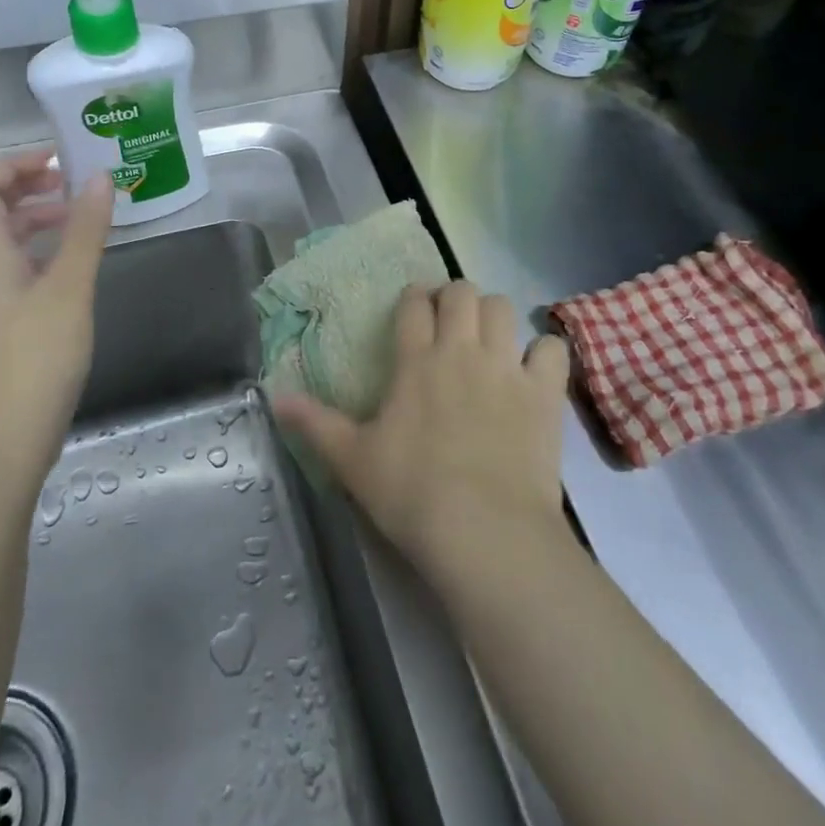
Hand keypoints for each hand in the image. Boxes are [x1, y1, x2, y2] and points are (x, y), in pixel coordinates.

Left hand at [0, 153, 112, 460]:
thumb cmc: (37, 353)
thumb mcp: (70, 286)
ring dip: (33, 214)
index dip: (13, 164)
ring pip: (0, 236)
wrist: (7, 428)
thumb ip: (85, 230)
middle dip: (24, 184)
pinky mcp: (0, 316)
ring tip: (77, 213)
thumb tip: (100, 177)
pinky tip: (71, 257)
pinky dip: (38, 245)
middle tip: (69, 181)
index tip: (58, 158)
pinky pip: (12, 262)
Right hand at [270, 281, 571, 585]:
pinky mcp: (544, 393)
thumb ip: (315, 423)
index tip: (413, 310)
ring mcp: (507, 367)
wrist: (485, 533)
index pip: (414, 303)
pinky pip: (551, 349)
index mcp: (417, 360)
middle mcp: (462, 350)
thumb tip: (274, 395)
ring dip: (493, 315)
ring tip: (487, 339)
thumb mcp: (353, 461)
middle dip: (454, 297)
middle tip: (449, 322)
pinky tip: (533, 371)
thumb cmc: (412, 494)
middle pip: (462, 292)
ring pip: (503, 308)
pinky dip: (542, 352)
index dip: (413, 299)